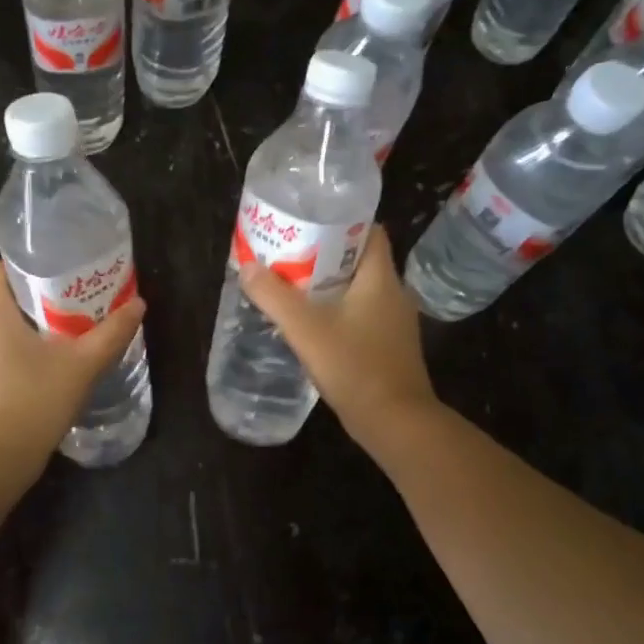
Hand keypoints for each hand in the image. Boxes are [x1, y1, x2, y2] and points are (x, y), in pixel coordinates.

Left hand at [0, 261, 146, 471]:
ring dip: (34, 329)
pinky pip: (1, 358)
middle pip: (5, 300)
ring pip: (4, 331)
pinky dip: (24, 356)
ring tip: (69, 335)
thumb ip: (111, 334)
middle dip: (39, 298)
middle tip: (76, 302)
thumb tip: (138, 304)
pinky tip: (52, 371)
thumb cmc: (34, 400)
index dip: (21, 264)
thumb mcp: (82, 365)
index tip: (54, 270)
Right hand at [239, 226, 438, 442]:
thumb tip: (248, 266)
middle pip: (359, 259)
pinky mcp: (388, 345)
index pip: (369, 231)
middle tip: (288, 253)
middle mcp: (393, 293)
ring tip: (291, 285)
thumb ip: (274, 296)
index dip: (340, 221)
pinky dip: (337, 310)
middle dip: (324, 254)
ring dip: (328, 284)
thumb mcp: (306, 329)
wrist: (395, 422)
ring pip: (358, 289)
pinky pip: (360, 314)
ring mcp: (393, 322)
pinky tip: (311, 322)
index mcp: (381, 278)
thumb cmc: (355, 366)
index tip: (307, 222)